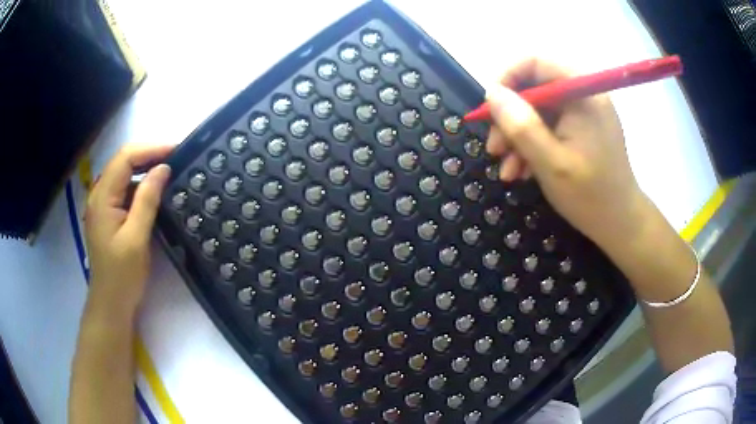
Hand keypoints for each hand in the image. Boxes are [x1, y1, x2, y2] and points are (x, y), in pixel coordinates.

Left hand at [84, 144, 172, 321]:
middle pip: (123, 162)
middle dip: (149, 155)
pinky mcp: (109, 215)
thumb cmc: (122, 275)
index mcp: (102, 197)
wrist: (111, 303)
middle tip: (176, 158)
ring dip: (145, 169)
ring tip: (169, 172)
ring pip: (124, 175)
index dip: (151, 149)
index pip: (125, 158)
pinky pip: (125, 190)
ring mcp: (103, 204)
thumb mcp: (136, 237)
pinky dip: (140, 186)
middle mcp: (99, 194)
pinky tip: (154, 192)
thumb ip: (147, 199)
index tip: (176, 151)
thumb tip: (163, 169)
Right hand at [485, 58, 649, 249]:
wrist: (620, 225)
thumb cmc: (591, 196)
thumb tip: (491, 93)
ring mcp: (583, 113)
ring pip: (537, 110)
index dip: (508, 78)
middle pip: (534, 87)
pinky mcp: (581, 129)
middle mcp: (583, 95)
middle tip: (494, 148)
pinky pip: (549, 126)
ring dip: (517, 137)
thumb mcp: (551, 163)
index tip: (490, 108)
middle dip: (509, 117)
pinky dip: (532, 145)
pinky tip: (522, 171)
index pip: (536, 61)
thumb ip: (521, 126)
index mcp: (582, 94)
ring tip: (507, 170)